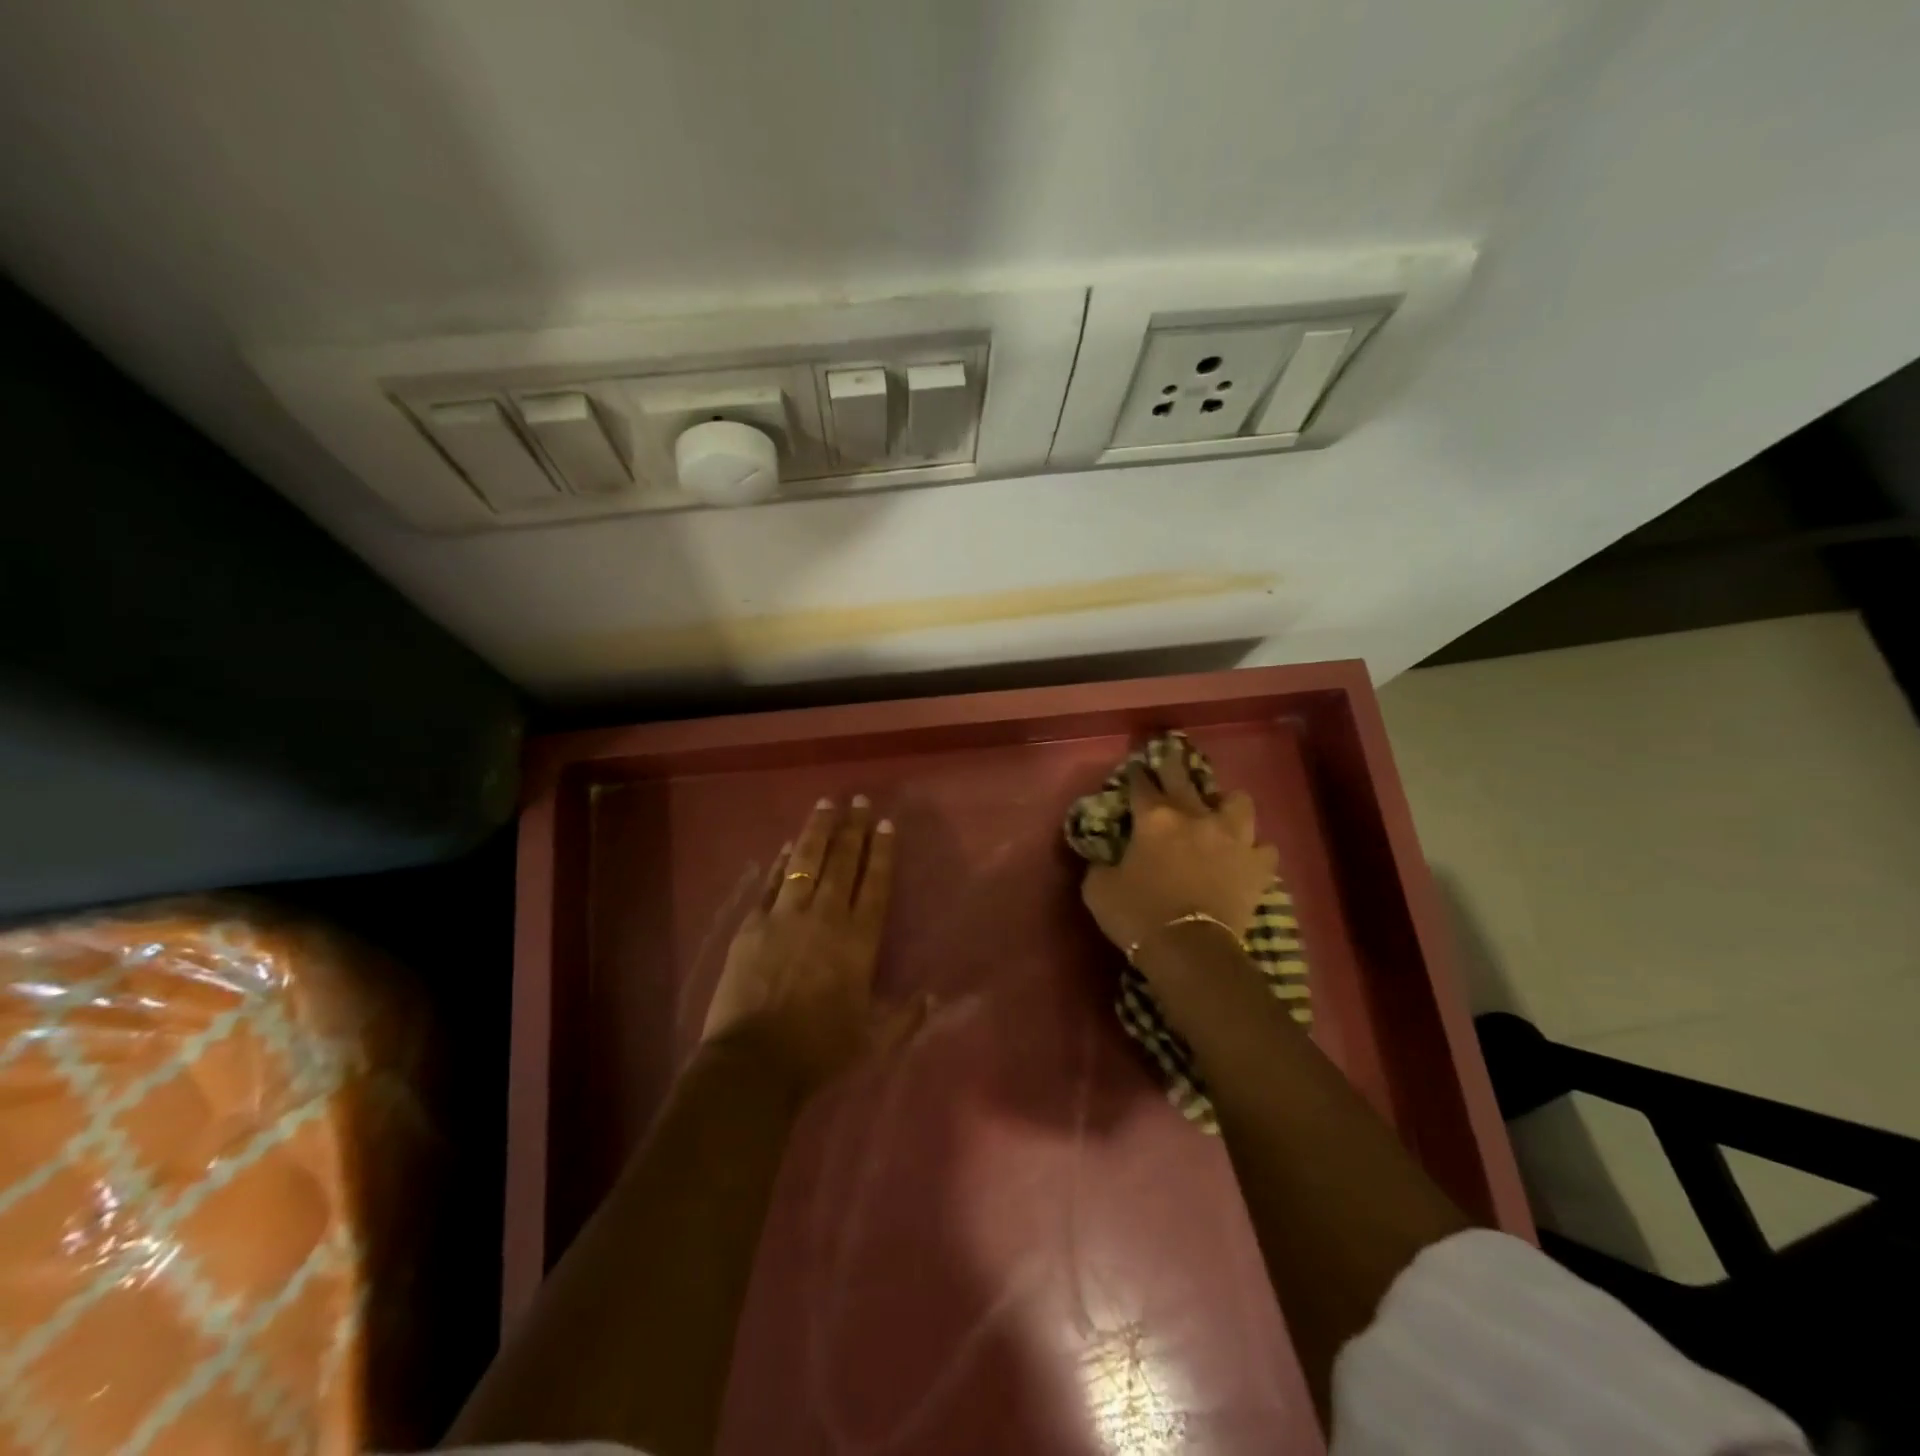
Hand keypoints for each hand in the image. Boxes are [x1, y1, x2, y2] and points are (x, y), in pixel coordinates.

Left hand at [702, 796, 922, 1093]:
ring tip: (825, 804)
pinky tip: (788, 845)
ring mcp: (785, 917)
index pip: (875, 885)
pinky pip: (772, 883)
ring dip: (817, 831)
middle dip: (853, 828)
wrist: (753, 1062)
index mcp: (858, 941)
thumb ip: (905, 1016)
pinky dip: (782, 861)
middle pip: (842, 863)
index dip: (881, 852)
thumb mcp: (873, 1040)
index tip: (885, 823)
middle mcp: (825, 918)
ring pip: (805, 862)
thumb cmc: (819, 1051)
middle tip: (859, 800)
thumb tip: (934, 997)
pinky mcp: (752, 925)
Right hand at [1080, 754, 1277, 962]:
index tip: (1134, 771)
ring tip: (1218, 814)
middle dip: (1173, 765)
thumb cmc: (1138, 915)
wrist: (1190, 950)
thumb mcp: (1098, 889)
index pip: (1141, 783)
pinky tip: (1245, 858)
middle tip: (1169, 763)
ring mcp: (1232, 838)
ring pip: (1238, 801)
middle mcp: (1195, 816)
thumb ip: (1100, 864)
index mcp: (1155, 818)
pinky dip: (1254, 851)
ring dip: (1226, 804)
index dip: (1135, 775)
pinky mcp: (1258, 865)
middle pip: (1184, 777)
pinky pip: (1263, 848)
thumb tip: (1104, 858)